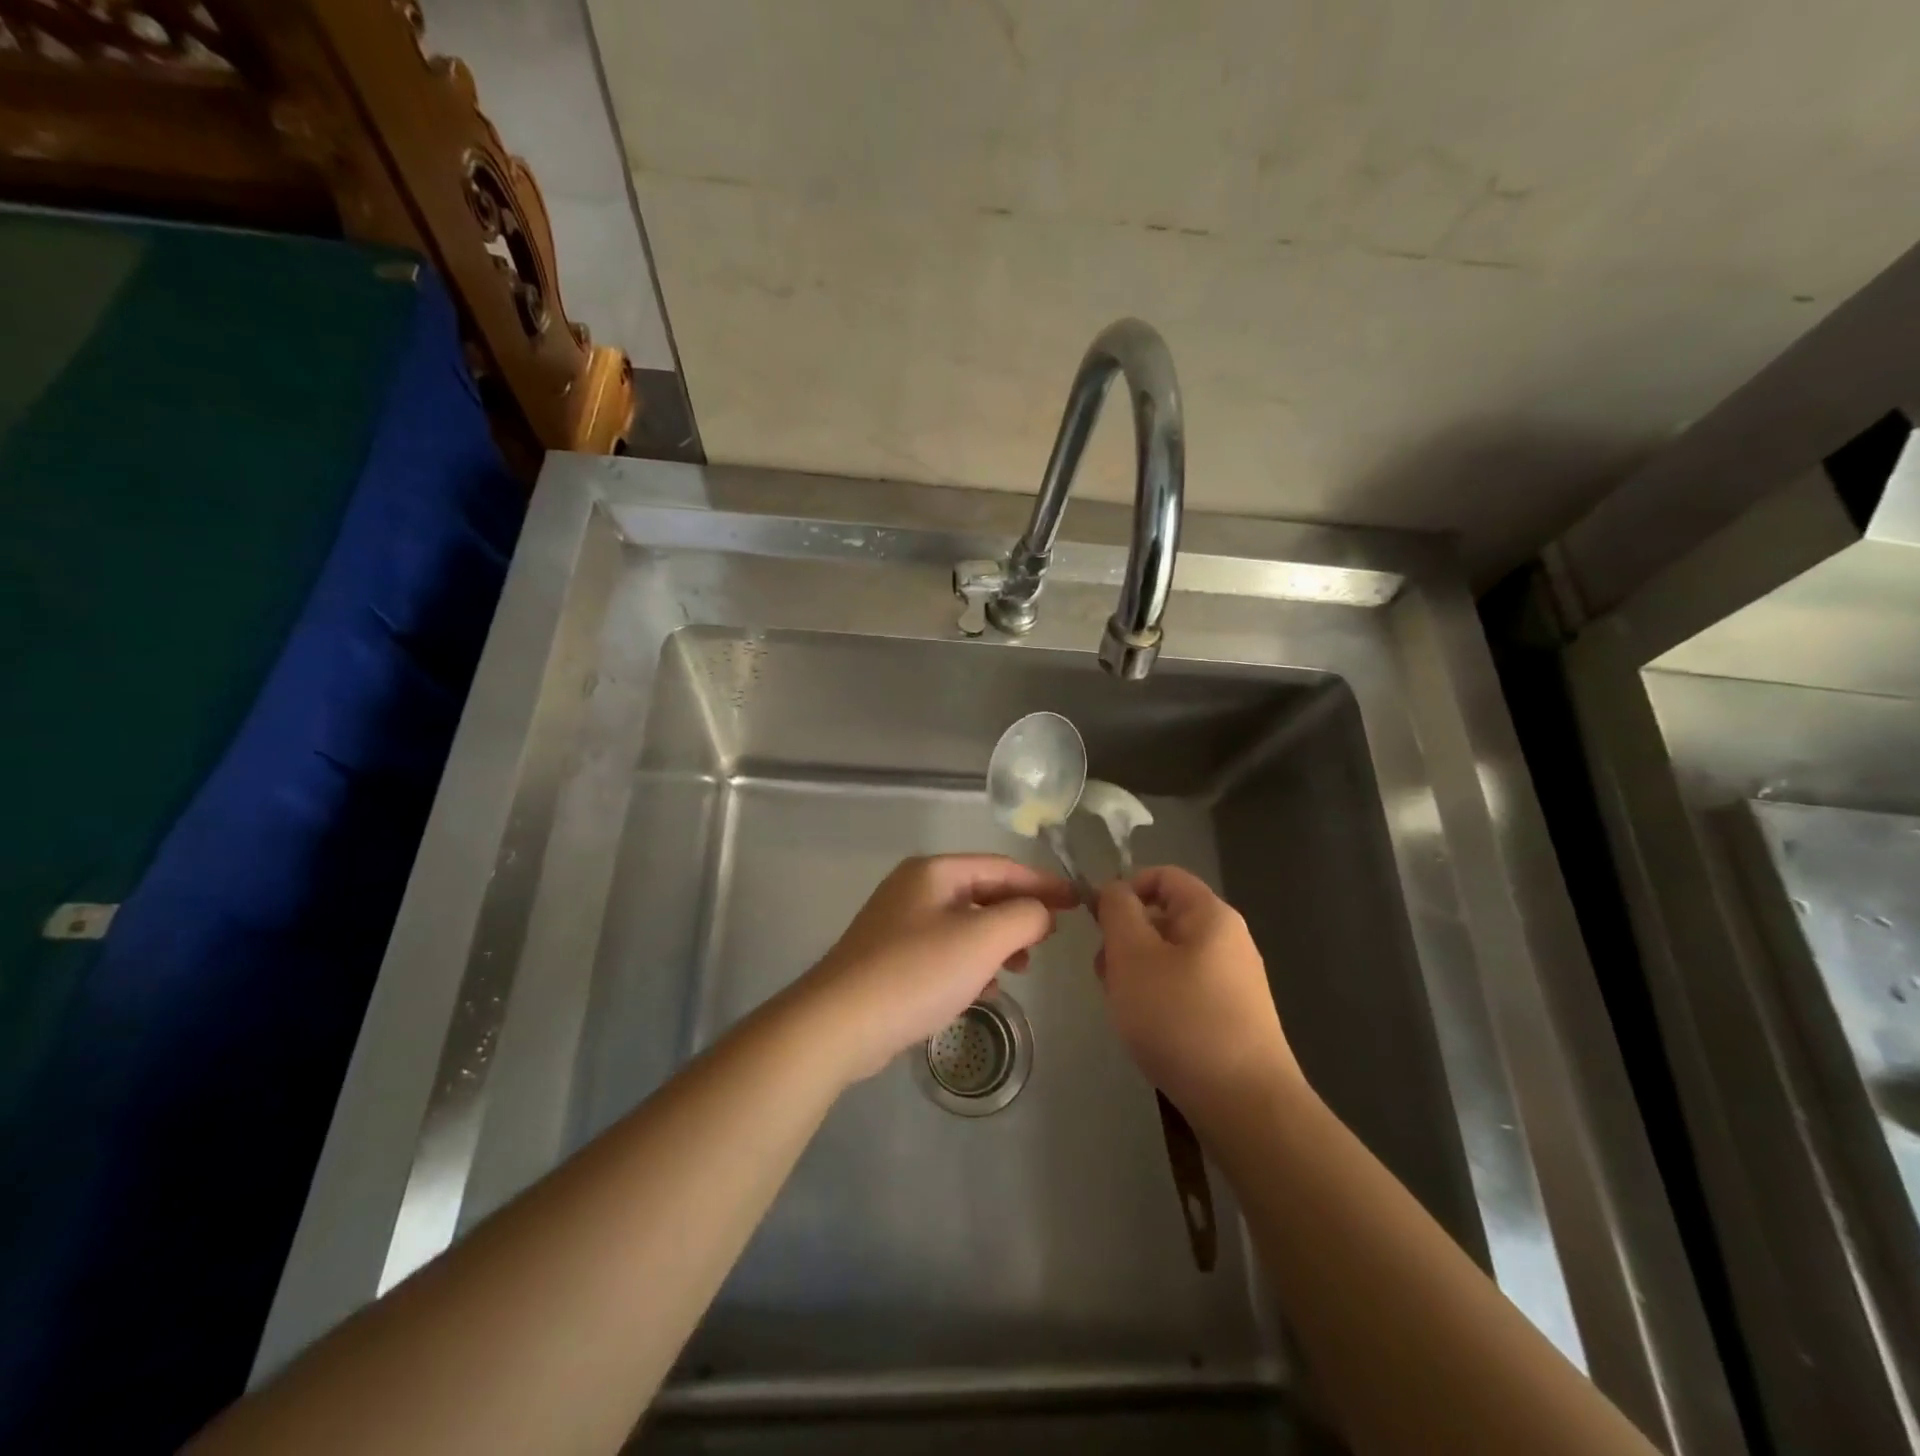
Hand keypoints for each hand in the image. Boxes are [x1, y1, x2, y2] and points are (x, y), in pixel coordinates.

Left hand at [799, 855, 1076, 1082]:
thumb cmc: (917, 972)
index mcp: (935, 872)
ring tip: (1020, 969)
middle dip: (1018, 916)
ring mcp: (898, 924)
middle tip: (1049, 940)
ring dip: (996, 943)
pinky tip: (983, 989)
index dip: (1043, 884)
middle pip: (982, 893)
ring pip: (964, 925)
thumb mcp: (983, 939)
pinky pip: (944, 951)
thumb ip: (1024, 917)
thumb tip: (1041, 912)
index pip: (1002, 867)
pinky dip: (970, 963)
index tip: (1078, 902)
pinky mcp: (891, 959)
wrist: (840, 1023)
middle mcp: (914, 889)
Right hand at [1095, 865, 1301, 1129]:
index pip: (1162, 876)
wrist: (1245, 1105)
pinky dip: (1158, 1000)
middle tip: (1106, 975)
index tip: (1097, 924)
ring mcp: (1234, 981)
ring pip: (1169, 957)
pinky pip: (1184, 989)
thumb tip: (1114, 889)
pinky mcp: (1232, 1017)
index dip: (1125, 890)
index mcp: (1211, 914)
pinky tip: (1147, 1031)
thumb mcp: (1132, 954)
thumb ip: (1117, 910)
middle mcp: (1228, 940)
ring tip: (1123, 1009)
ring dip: (1136, 974)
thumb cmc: (1180, 1017)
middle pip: (1164, 918)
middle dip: (1126, 940)